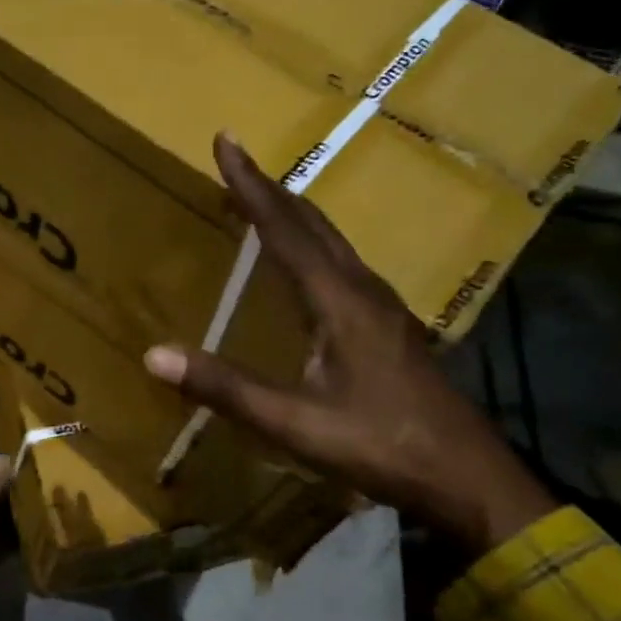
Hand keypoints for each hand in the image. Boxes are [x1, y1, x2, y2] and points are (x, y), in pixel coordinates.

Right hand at [144, 133, 556, 557]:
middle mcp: (362, 289)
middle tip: (235, 164)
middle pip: (311, 223)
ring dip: (292, 214)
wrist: (466, 477)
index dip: (250, 186)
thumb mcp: (294, 422)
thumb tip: (154, 355)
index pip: (284, 228)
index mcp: (338, 299)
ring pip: (331, 240)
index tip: (225, 142)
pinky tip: (305, 263)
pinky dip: (311, 243)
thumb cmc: (380, 445)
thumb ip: (225, 387)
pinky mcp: (389, 325)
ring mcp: (382, 305)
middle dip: (270, 190)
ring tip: (261, 202)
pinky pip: (341, 263)